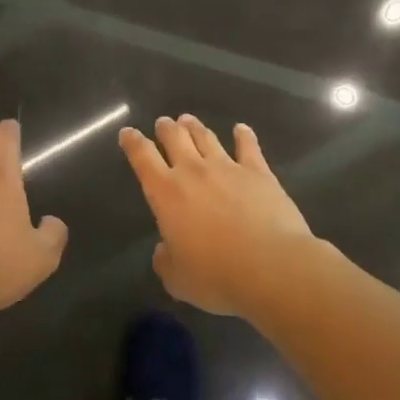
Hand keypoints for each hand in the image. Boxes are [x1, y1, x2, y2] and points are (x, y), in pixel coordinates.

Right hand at [119, 114, 313, 315]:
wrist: (272, 267)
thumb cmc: (217, 276)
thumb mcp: (177, 279)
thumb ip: (165, 260)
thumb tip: (164, 249)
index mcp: (165, 193)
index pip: (142, 158)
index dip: (133, 142)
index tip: (127, 133)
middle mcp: (193, 172)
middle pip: (175, 138)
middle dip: (166, 128)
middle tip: (163, 123)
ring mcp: (228, 168)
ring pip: (206, 137)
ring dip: (195, 127)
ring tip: (188, 120)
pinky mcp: (259, 173)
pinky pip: (248, 147)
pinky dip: (244, 135)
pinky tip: (241, 129)